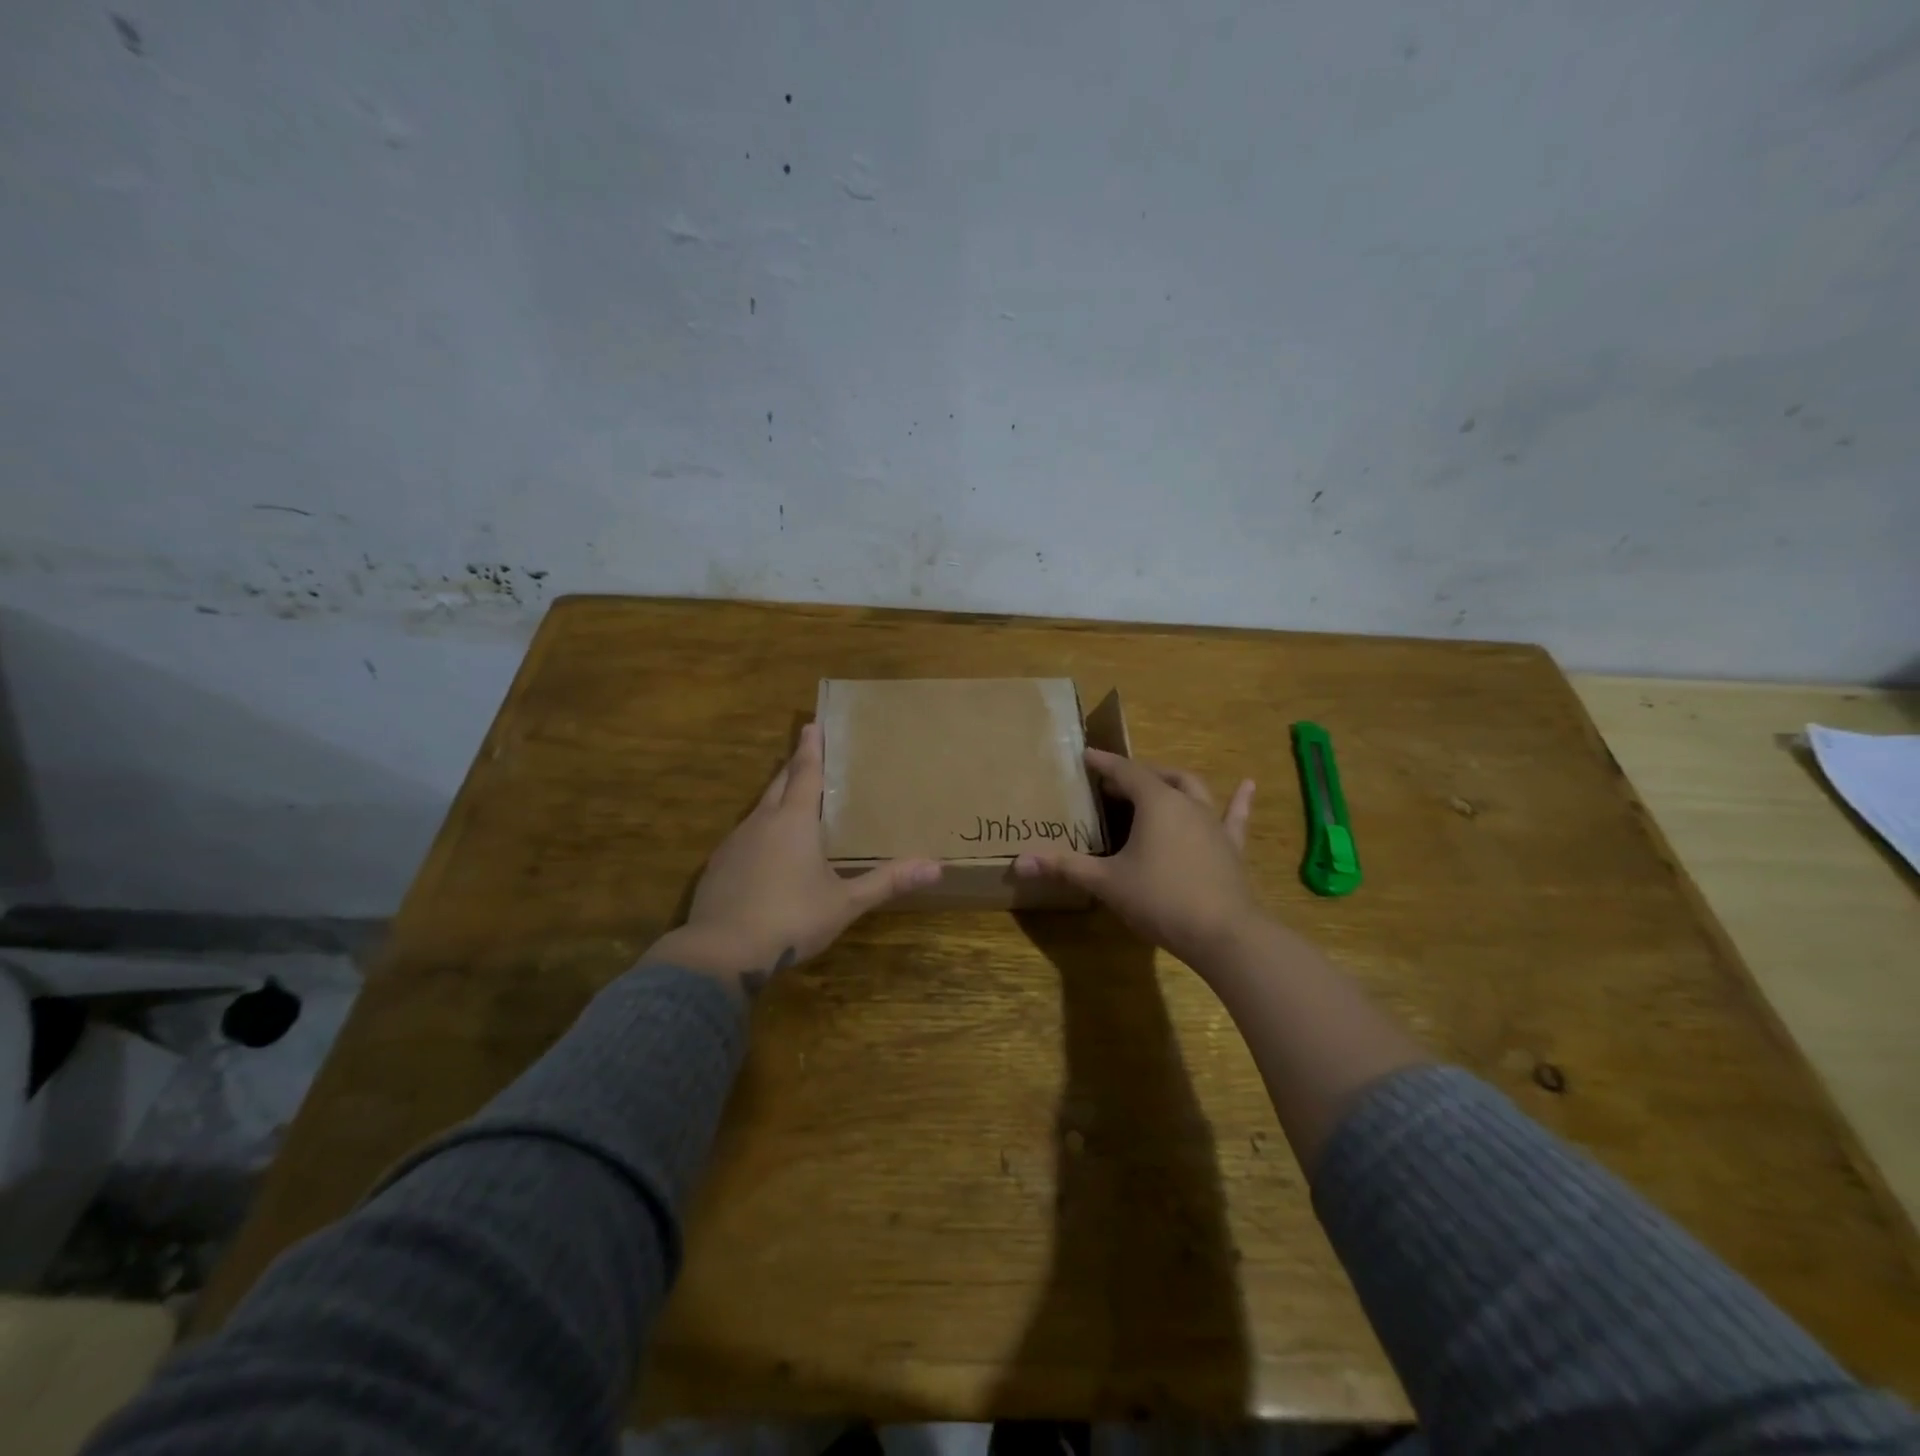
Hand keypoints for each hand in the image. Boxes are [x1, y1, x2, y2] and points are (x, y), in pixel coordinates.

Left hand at [643, 724, 941, 996]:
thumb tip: (936, 868)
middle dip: (793, 766)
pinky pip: (744, 836)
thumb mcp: (845, 902)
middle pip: (779, 784)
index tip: (812, 724)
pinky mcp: (718, 867)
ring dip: (775, 797)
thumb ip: (886, 881)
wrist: (721, 953)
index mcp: (794, 821)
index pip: (806, 773)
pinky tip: (765, 849)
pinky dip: (760, 830)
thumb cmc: (791, 919)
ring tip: (790, 797)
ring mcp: (735, 843)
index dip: (811, 749)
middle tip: (805, 751)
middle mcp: (762, 822)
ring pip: (759, 809)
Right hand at [1015, 749, 1257, 969]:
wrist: (1223, 933)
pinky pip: (1234, 816)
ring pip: (1192, 789)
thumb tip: (1019, 861)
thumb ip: (1065, 867)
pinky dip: (1240, 800)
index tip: (1085, 755)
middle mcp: (1186, 803)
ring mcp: (1213, 823)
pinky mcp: (1231, 846)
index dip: (1103, 763)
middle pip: (1157, 776)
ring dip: (1172, 782)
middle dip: (1133, 775)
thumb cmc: (1160, 899)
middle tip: (1112, 784)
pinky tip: (1249, 784)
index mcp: (1156, 802)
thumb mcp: (1106, 882)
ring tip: (1157, 782)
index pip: (1124, 772)